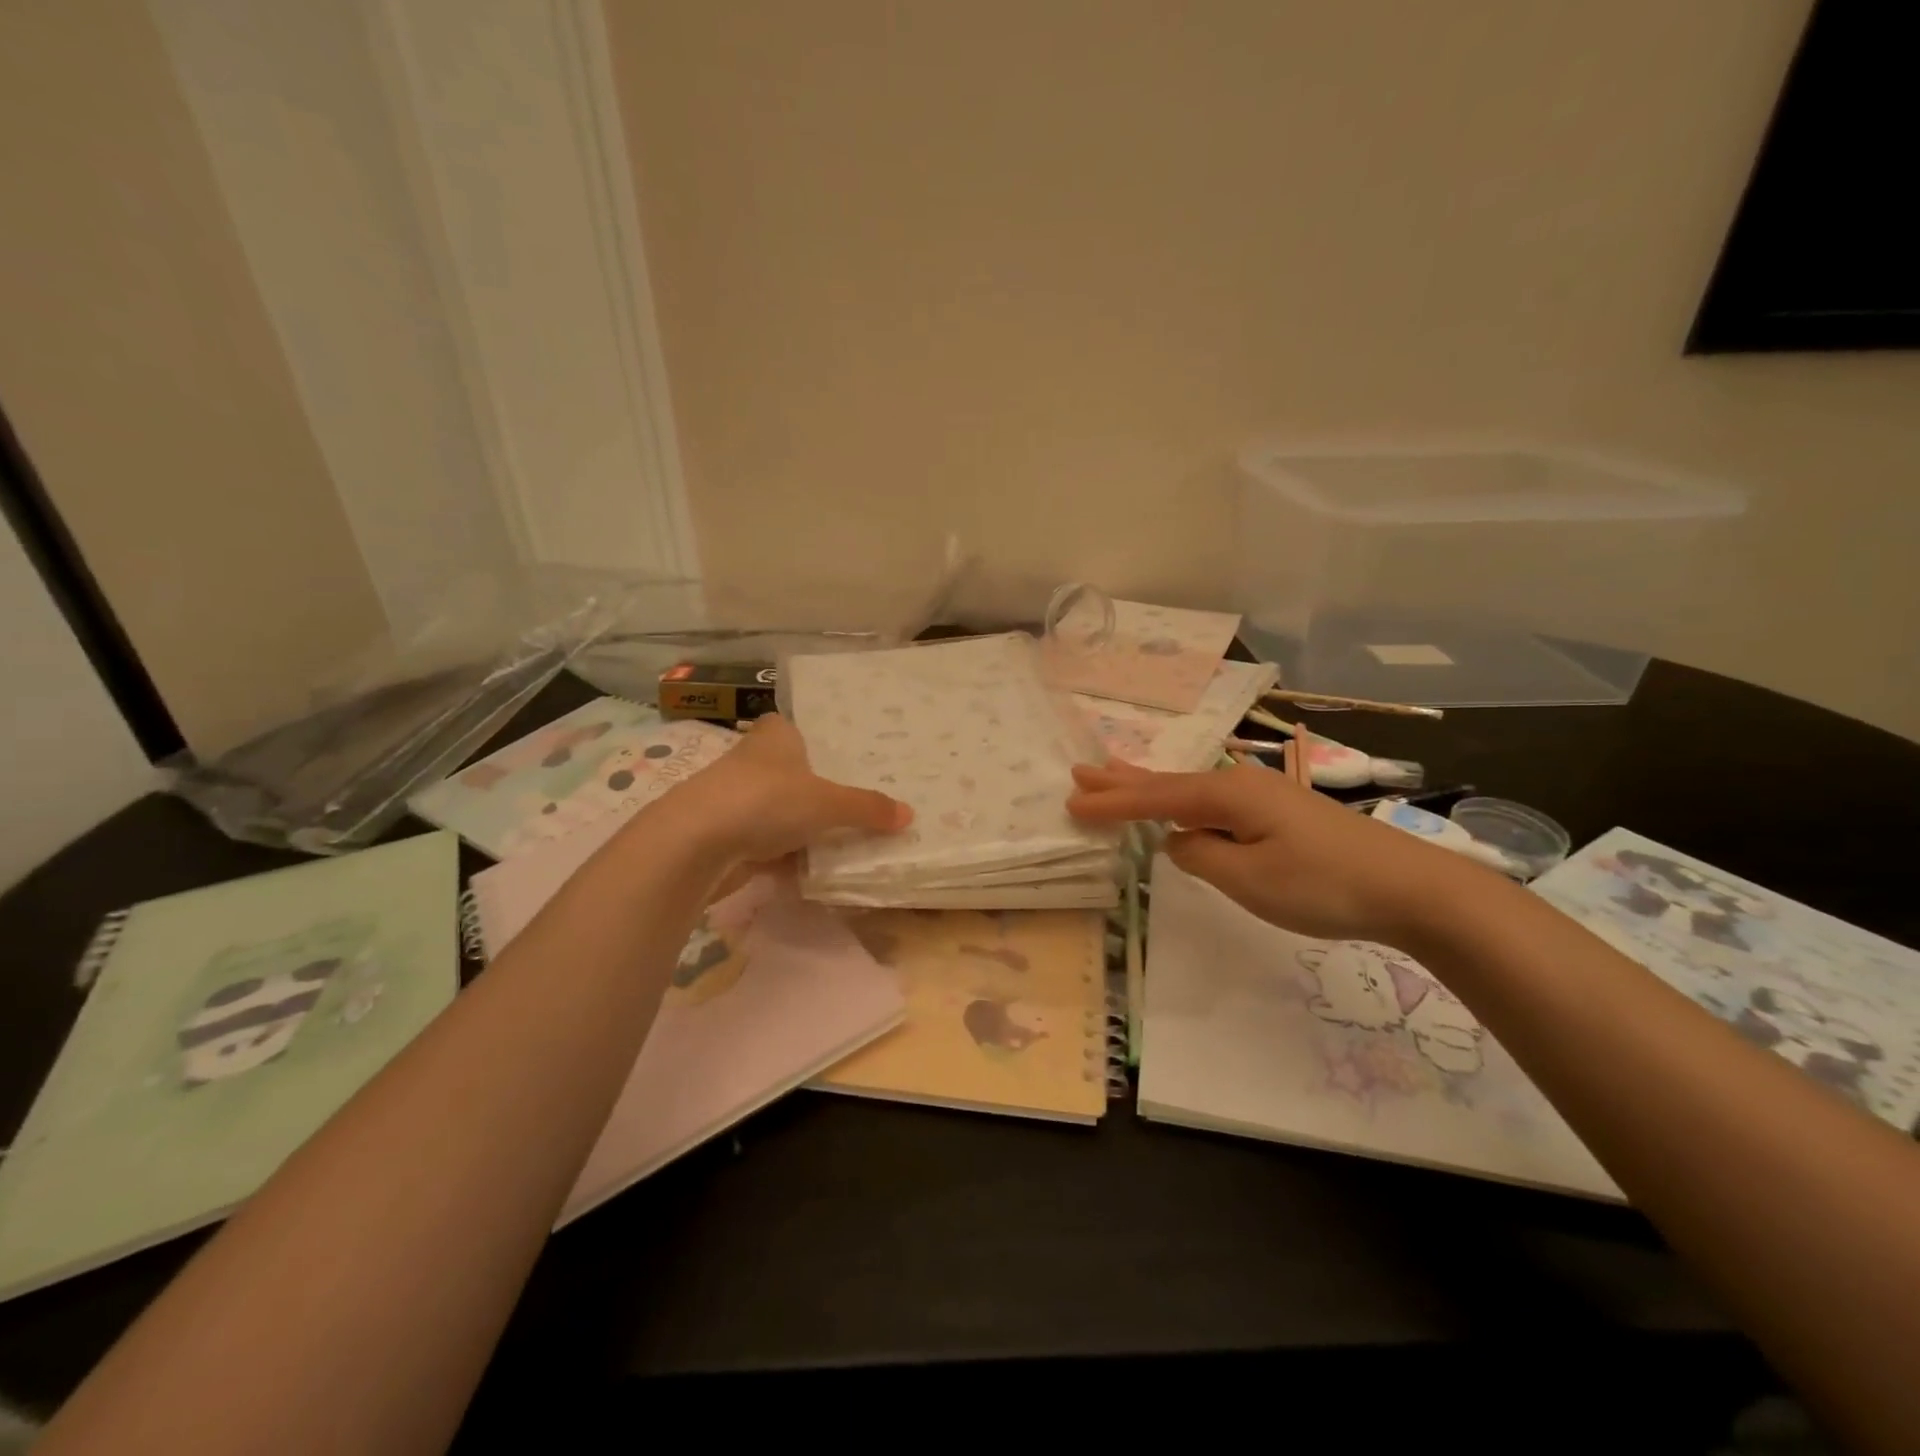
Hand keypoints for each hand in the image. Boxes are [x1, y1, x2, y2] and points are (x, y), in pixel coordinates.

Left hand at [662, 713, 911, 866]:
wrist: (695, 843)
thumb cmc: (766, 801)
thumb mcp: (828, 803)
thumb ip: (867, 808)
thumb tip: (909, 816)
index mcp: (775, 736)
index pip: (796, 728)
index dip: (818, 742)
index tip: (845, 761)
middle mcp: (752, 761)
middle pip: (791, 774)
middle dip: (815, 790)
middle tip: (857, 804)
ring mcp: (735, 800)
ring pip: (778, 811)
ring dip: (800, 827)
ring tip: (843, 840)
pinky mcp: (725, 836)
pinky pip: (765, 843)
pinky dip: (784, 855)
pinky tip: (810, 870)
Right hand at [1066, 759, 1479, 944]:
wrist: (1410, 887)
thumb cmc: (1322, 884)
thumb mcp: (1248, 878)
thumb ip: (1200, 856)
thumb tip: (1179, 841)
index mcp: (1227, 796)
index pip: (1155, 800)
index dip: (1112, 803)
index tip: (1072, 804)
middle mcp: (1239, 785)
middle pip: (1167, 782)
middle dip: (1122, 780)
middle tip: (1080, 772)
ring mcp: (1262, 797)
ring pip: (1189, 788)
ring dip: (1148, 784)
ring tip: (1113, 771)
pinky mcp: (1278, 814)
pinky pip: (1211, 801)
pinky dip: (1180, 799)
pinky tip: (1179, 805)